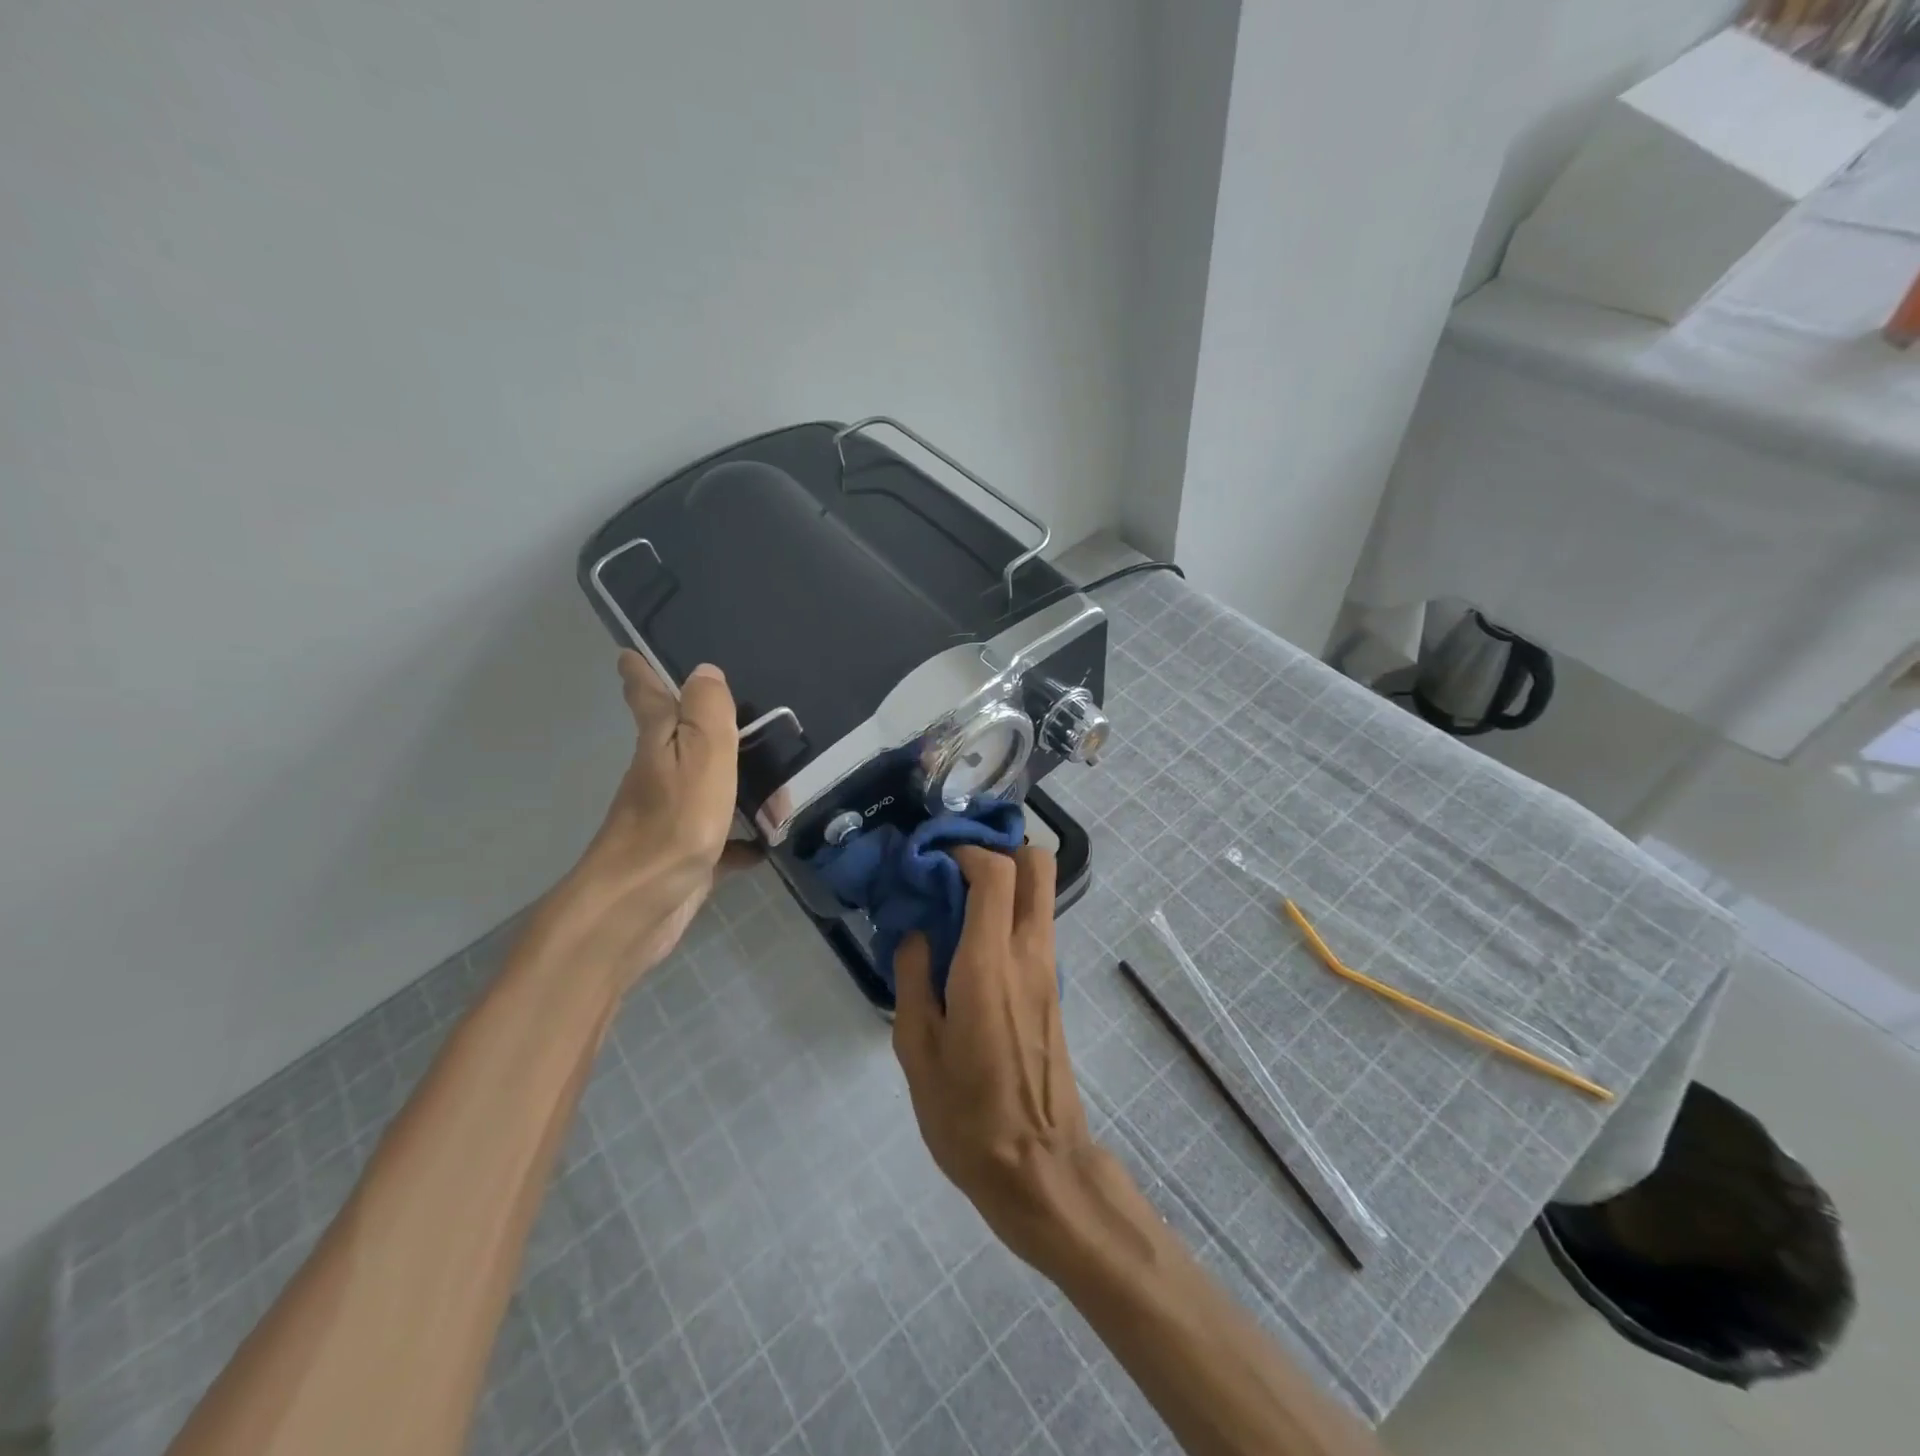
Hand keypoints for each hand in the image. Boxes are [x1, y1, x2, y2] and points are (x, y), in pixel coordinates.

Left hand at [547, 651, 742, 987]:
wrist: (638, 908)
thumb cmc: (672, 825)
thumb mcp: (699, 757)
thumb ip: (707, 714)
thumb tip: (705, 671)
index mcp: (661, 745)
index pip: (648, 698)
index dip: (640, 673)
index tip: (628, 653)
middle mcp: (662, 776)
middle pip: (687, 743)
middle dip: (711, 729)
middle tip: (749, 717)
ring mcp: (674, 819)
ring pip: (713, 790)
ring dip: (744, 786)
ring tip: (784, 787)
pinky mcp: (688, 856)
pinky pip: (724, 841)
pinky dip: (745, 840)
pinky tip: (769, 843)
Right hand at [893, 846, 1105, 1268]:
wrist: (1038, 1167)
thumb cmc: (967, 1115)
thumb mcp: (917, 1050)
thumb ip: (912, 978)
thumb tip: (916, 934)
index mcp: (989, 963)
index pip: (997, 872)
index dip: (965, 851)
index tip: (932, 859)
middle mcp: (1029, 953)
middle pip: (1037, 864)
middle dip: (999, 849)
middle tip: (955, 868)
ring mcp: (1049, 969)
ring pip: (1040, 894)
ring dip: (1004, 881)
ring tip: (955, 903)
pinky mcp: (1054, 988)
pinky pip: (1036, 926)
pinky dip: (1009, 913)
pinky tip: (970, 944)